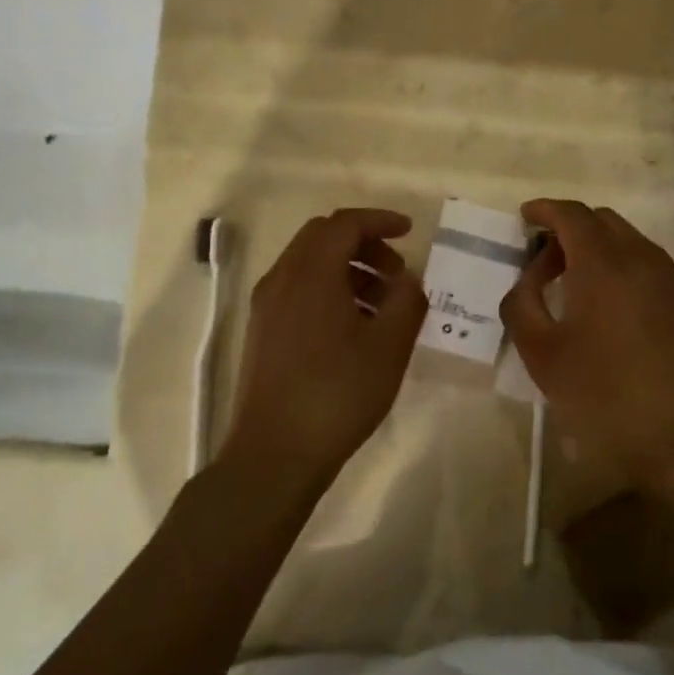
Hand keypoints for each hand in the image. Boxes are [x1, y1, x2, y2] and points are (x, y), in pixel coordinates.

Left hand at [221, 208, 427, 488]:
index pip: (345, 224)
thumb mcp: (389, 347)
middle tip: (397, 271)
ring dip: (348, 268)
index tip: (410, 231)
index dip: (380, 220)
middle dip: (365, 244)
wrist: (275, 454)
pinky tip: (355, 326)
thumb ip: (407, 301)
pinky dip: (329, 288)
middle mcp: (282, 279)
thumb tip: (409, 278)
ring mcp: (266, 305)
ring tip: (383, 304)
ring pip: (310, 264)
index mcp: (311, 274)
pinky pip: (298, 288)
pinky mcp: (263, 330)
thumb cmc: (337, 394)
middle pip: (323, 237)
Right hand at [501, 199, 673, 503]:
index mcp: (603, 262)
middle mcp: (642, 257)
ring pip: (628, 240)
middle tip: (543, 261)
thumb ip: (522, 303)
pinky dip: (621, 266)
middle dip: (569, 228)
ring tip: (574, 285)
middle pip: (601, 221)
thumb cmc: (603, 395)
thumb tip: (528, 277)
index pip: (571, 214)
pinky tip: (609, 306)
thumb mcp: (541, 353)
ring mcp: (671, 278)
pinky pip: (648, 264)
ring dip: (597, 248)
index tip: (524, 217)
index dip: (544, 209)